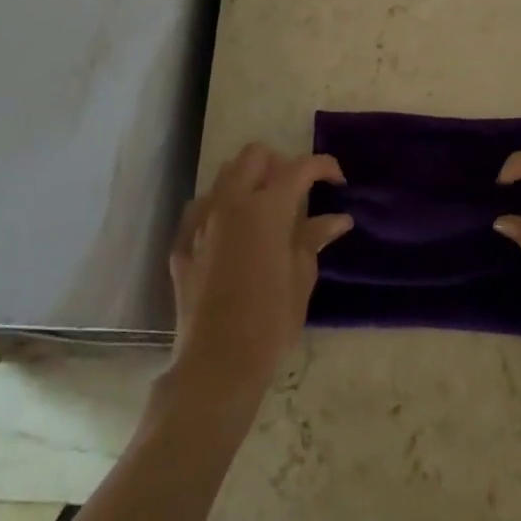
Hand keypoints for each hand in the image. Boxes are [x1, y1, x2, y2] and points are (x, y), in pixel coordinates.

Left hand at [166, 143, 352, 410]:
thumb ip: (314, 237)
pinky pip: (199, 210)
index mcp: (267, 207)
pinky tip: (229, 233)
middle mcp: (231, 202)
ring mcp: (202, 221)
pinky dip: (218, 210)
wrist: (216, 365)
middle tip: (296, 192)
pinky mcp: (182, 245)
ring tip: (264, 210)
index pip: (300, 167)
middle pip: (254, 155)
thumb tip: (338, 218)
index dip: (324, 167)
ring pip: (224, 176)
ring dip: (247, 181)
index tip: (338, 183)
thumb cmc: (270, 321)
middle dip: (279, 164)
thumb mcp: (302, 277)